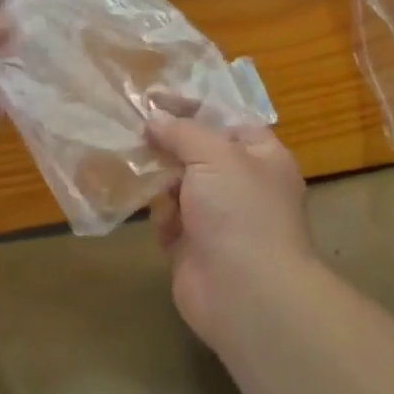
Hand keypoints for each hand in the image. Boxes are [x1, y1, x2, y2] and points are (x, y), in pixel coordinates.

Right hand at [148, 112, 315, 347]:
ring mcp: (218, 217)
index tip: (153, 97)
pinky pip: (169, 218)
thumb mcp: (214, 155)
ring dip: (158, 178)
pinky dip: (157, 213)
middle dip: (168, 143)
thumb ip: (181, 131)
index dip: (191, 107)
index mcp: (261, 157)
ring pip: (179, 184)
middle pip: (198, 152)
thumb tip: (154, 120)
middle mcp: (242, 184)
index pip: (224, 120)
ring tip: (132, 162)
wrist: (246, 295)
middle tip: (134, 129)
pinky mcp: (194, 246)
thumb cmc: (240, 212)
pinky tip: (145, 207)